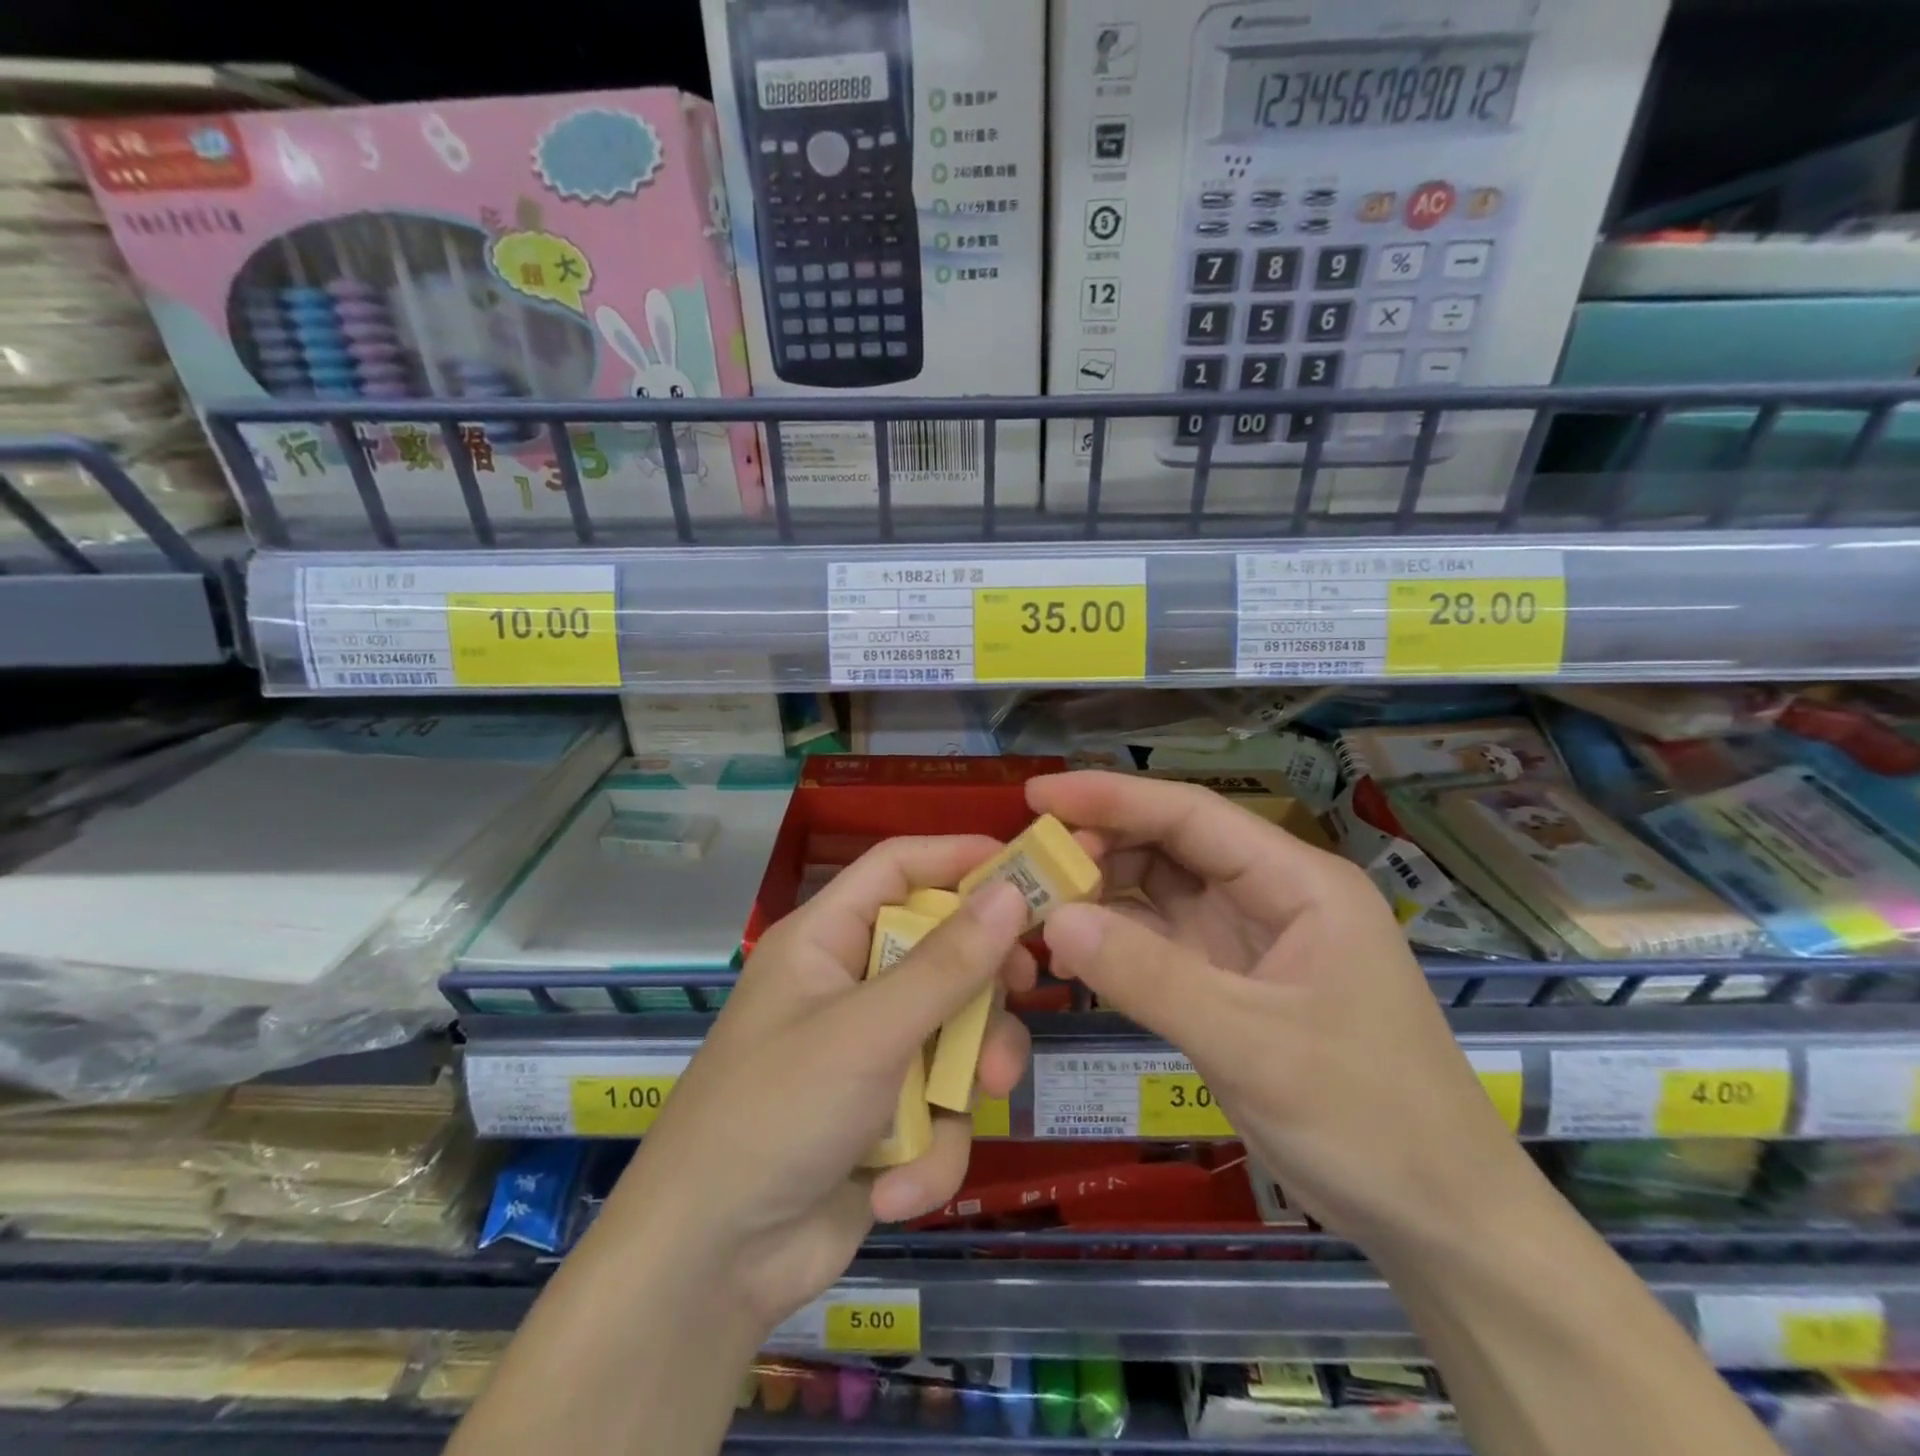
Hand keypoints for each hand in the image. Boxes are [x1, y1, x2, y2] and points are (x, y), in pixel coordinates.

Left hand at [594, 836, 1034, 1340]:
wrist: (709, 1269)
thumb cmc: (777, 1114)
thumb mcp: (869, 1031)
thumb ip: (947, 964)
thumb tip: (1012, 889)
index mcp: (827, 940)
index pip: (898, 868)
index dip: (959, 857)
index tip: (1028, 869)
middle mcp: (851, 986)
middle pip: (942, 951)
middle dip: (982, 987)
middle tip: (1025, 990)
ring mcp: (871, 1054)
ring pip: (954, 1035)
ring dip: (965, 1078)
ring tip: (965, 1107)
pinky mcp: (888, 1119)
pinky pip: (940, 1110)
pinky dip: (930, 1151)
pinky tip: (895, 1189)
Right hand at [1029, 771, 1532, 1255]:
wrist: (1437, 1221)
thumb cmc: (1365, 1118)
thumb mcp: (1250, 1043)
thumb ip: (1148, 976)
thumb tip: (1053, 918)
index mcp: (1296, 883)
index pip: (1191, 814)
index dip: (1111, 797)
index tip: (1037, 797)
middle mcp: (1270, 897)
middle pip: (1170, 847)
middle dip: (1099, 848)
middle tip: (1026, 865)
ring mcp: (1248, 941)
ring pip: (1159, 893)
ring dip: (1101, 894)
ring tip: (1037, 904)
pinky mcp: (1230, 984)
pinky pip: (1160, 943)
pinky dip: (1116, 941)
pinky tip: (1071, 948)